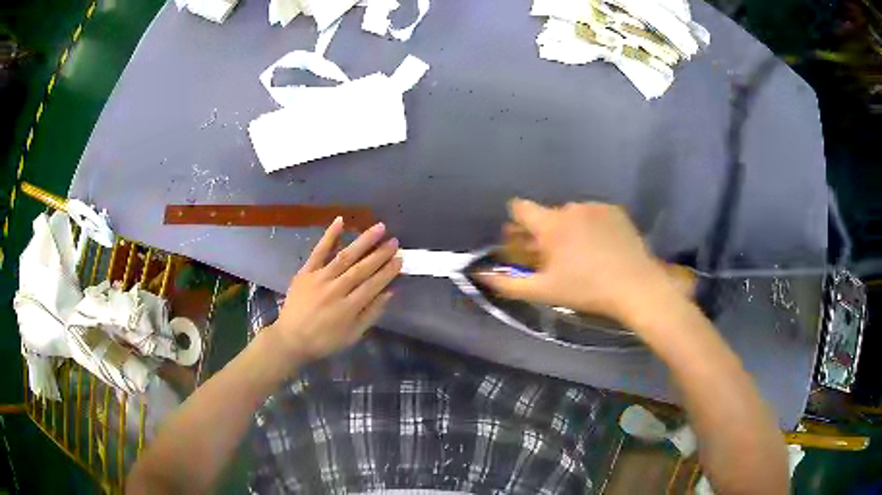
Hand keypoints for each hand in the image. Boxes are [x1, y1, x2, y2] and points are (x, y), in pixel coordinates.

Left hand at [266, 217, 401, 363]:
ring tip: (379, 227)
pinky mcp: (305, 272)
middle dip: (380, 254)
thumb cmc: (324, 341)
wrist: (290, 339)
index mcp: (349, 308)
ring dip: (363, 241)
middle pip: (362, 268)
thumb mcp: (352, 335)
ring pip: (345, 256)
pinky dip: (329, 236)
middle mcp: (336, 289)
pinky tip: (340, 221)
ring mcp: (319, 278)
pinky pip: (318, 251)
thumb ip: (371, 314)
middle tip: (395, 242)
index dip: (388, 272)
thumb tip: (389, 293)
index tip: (400, 259)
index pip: (373, 285)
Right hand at [478, 199, 677, 322]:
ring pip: (572, 215)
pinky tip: (601, 248)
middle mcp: (570, 208)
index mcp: (551, 224)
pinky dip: (591, 226)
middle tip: (553, 257)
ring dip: (569, 229)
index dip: (516, 221)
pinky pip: (594, 214)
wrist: (635, 286)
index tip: (522, 239)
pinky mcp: (615, 211)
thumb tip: (481, 276)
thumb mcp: (544, 292)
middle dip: (545, 232)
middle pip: (547, 214)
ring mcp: (595, 207)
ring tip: (581, 255)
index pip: (520, 207)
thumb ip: (509, 284)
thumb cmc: (586, 290)